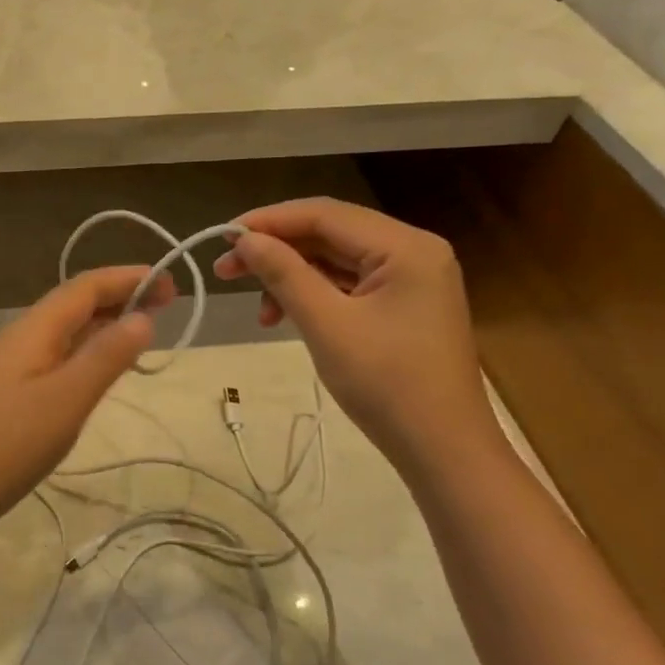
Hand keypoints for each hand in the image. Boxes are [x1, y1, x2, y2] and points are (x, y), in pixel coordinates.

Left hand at [0, 266, 172, 550]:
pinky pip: (53, 358)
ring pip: (63, 332)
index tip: (172, 284)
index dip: (128, 278)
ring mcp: (8, 367)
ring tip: (141, 333)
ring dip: (102, 325)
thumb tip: (143, 316)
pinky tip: (95, 373)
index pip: (85, 287)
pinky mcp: (4, 395)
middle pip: (74, 304)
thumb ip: (105, 358)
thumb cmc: (4, 447)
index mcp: (33, 330)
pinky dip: (83, 354)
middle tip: (167, 307)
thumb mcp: (65, 401)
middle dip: (119, 298)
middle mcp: (19, 338)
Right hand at [213, 198, 502, 474]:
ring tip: (255, 305)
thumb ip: (284, 273)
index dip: (269, 221)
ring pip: (335, 259)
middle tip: (225, 270)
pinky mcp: (403, 304)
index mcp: (405, 246)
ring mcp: (411, 278)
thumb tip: (244, 239)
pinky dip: (313, 294)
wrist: (442, 450)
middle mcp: (413, 250)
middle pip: (330, 233)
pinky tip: (283, 316)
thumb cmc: (386, 384)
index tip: (222, 237)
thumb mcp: (326, 324)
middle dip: (276, 249)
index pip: (325, 214)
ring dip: (291, 275)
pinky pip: (348, 283)